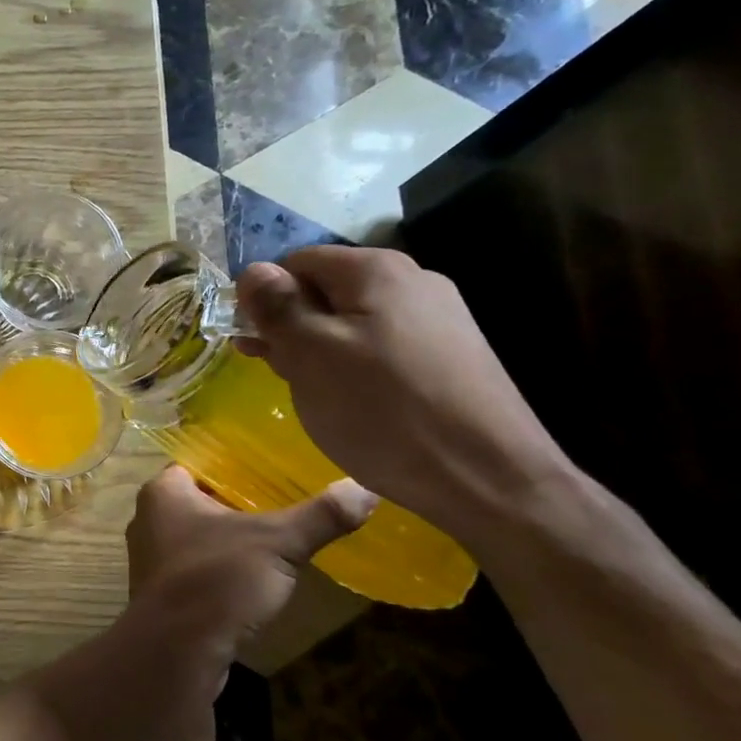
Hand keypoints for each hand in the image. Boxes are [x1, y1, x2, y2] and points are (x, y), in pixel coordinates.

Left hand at [82, 466, 374, 740]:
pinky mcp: (161, 595)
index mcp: (163, 492)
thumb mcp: (277, 542)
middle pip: (199, 502)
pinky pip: (195, 571)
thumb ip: (320, 516)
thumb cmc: (217, 579)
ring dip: (228, 542)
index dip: (234, 466)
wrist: (176, 653)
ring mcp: (150, 560)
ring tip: (273, 543)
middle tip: (282, 506)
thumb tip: (366, 487)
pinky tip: (251, 581)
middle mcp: (148, 520)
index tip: (271, 472)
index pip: (199, 464)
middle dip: (236, 506)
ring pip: (196, 539)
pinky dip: (220, 572)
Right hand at [235, 246, 572, 543]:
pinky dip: (354, 369)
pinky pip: (382, 349)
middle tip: (277, 373)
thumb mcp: (310, 355)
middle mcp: (413, 282)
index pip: (295, 262)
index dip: (266, 298)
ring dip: (319, 351)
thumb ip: (277, 307)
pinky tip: (351, 403)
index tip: (253, 343)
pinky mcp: (451, 357)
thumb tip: (252, 270)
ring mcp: (439, 320)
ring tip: (310, 392)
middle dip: (292, 327)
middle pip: (326, 291)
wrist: (488, 478)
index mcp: (376, 270)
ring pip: (353, 323)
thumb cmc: (383, 410)